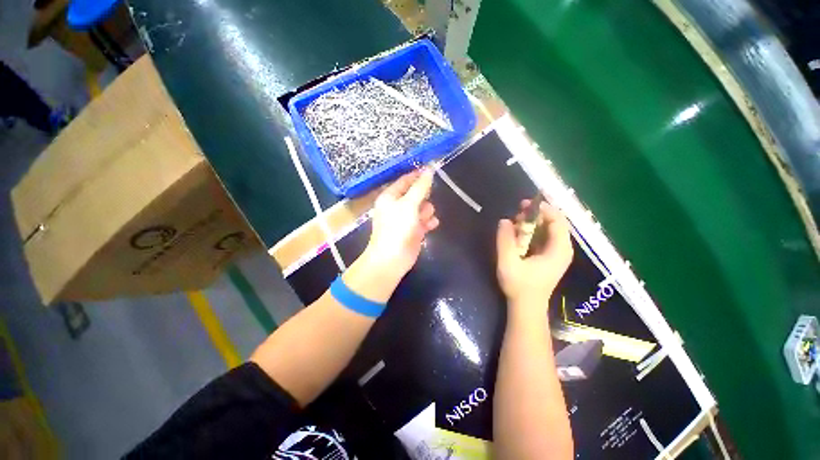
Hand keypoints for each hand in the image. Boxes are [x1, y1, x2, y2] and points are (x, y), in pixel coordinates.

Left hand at [360, 169, 438, 278]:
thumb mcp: (409, 204)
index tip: (432, 170)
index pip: (405, 180)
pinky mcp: (413, 230)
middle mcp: (397, 206)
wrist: (392, 258)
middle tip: (424, 201)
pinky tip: (431, 225)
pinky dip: (428, 222)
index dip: (417, 175)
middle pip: (416, 194)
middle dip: (423, 197)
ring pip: (422, 208)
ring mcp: (405, 219)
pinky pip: (424, 221)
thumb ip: (420, 187)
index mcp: (390, 197)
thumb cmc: (397, 228)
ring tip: (423, 219)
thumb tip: (429, 169)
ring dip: (426, 212)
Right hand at [496, 200, 572, 310]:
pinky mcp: (549, 257)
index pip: (558, 221)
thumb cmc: (519, 286)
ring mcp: (557, 253)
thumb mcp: (508, 262)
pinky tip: (518, 233)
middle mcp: (562, 249)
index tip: (525, 205)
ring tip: (515, 222)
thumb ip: (505, 240)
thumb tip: (504, 220)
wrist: (526, 306)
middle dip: (535, 215)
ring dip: (532, 222)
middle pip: (553, 223)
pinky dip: (532, 231)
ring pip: (548, 229)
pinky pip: (543, 237)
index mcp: (558, 250)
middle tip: (517, 212)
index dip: (543, 209)